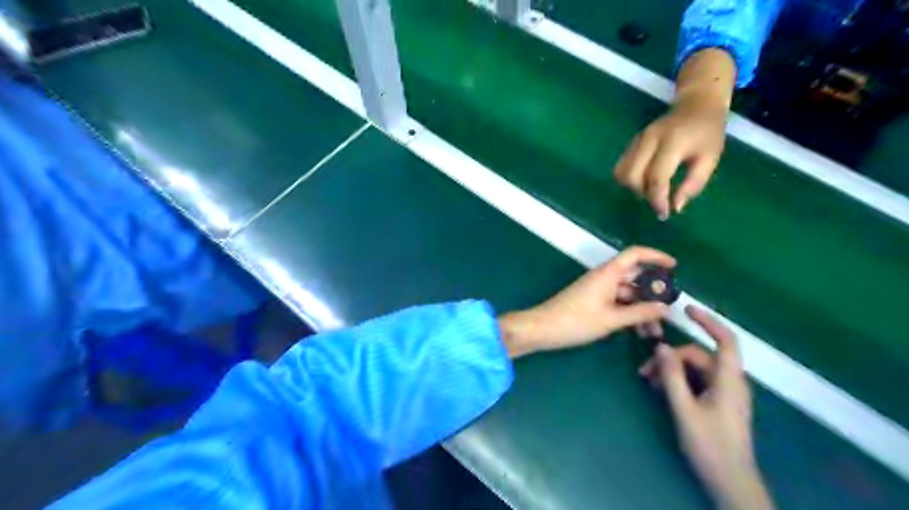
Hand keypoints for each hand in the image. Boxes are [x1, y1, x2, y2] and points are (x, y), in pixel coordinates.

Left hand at [496, 247, 672, 358]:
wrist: (543, 329)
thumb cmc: (576, 321)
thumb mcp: (611, 319)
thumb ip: (640, 313)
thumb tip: (666, 308)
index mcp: (608, 273)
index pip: (635, 254)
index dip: (655, 256)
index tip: (675, 266)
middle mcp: (604, 278)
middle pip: (635, 278)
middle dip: (653, 295)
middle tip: (670, 312)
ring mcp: (598, 290)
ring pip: (628, 295)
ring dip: (642, 310)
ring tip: (655, 333)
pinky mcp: (593, 302)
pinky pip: (617, 304)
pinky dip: (629, 315)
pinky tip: (639, 333)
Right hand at [614, 48, 734, 220]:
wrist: (697, 104)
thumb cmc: (707, 133)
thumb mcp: (710, 159)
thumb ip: (693, 184)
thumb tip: (674, 207)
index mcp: (672, 142)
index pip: (656, 177)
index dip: (657, 200)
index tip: (664, 214)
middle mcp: (649, 140)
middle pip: (631, 176)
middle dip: (642, 194)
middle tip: (658, 199)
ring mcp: (637, 140)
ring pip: (621, 173)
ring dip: (633, 188)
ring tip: (651, 190)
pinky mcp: (631, 143)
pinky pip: (621, 167)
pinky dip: (630, 179)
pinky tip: (645, 181)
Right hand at [637, 307, 772, 509]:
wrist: (729, 481)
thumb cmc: (709, 445)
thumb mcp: (684, 409)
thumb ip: (672, 376)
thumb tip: (661, 346)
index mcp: (729, 380)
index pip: (725, 340)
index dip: (708, 321)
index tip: (686, 309)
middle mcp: (730, 381)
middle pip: (699, 355)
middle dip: (671, 358)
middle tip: (644, 372)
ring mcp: (724, 392)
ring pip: (695, 368)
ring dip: (671, 370)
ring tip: (649, 383)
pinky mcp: (718, 402)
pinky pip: (696, 381)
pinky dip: (678, 380)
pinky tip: (660, 390)